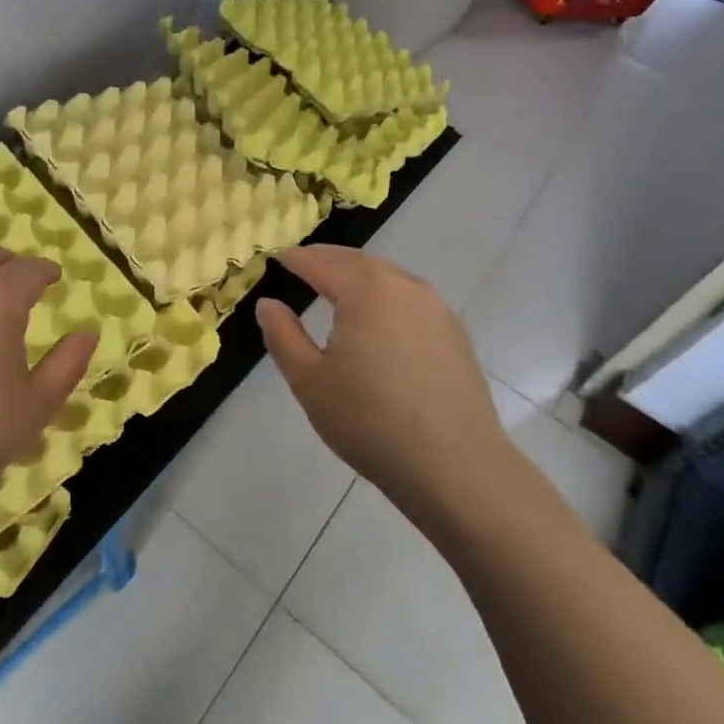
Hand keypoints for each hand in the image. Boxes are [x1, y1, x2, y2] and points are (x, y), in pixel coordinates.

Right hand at [256, 246, 510, 520]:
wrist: (455, 465)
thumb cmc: (370, 421)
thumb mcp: (309, 381)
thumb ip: (283, 336)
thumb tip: (268, 304)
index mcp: (364, 290)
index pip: (320, 261)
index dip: (295, 259)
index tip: (276, 259)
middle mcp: (402, 286)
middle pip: (357, 261)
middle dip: (327, 260)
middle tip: (302, 267)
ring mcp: (435, 307)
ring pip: (387, 277)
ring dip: (358, 276)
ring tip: (337, 290)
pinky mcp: (454, 332)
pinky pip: (410, 298)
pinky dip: (385, 296)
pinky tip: (378, 321)